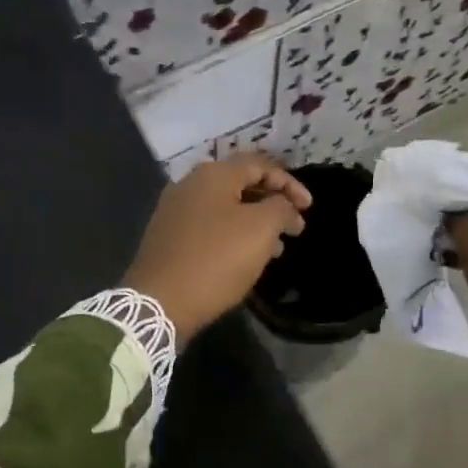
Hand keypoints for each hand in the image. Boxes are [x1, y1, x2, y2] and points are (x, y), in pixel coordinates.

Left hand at [123, 152, 312, 343]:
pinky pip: (209, 225)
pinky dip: (233, 234)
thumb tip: (285, 206)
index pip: (260, 165)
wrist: (159, 302)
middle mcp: (190, 184)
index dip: (289, 183)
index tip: (308, 208)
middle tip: (294, 227)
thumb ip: (281, 208)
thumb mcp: (261, 229)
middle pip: (241, 183)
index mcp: (213, 175)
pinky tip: (245, 257)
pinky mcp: (168, 236)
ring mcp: (175, 210)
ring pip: (226, 207)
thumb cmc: (216, 259)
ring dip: (255, 221)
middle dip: (273, 203)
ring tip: (277, 248)